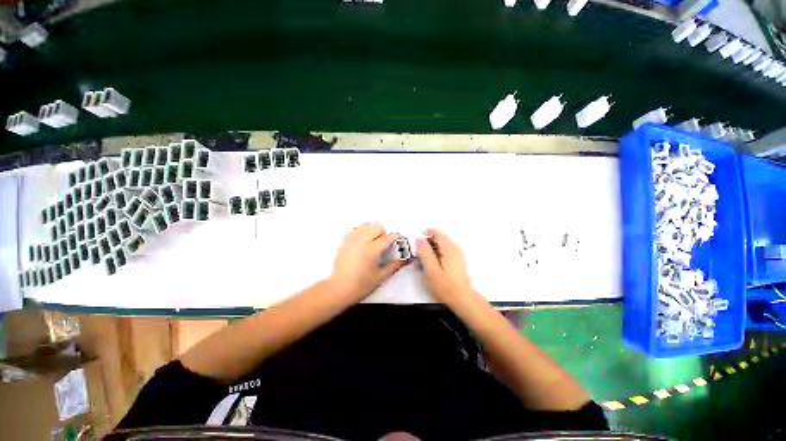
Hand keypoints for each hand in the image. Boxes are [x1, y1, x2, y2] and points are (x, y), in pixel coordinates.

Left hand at [329, 223, 406, 301]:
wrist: (339, 289)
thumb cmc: (361, 285)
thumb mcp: (381, 277)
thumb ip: (395, 265)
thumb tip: (406, 259)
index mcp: (372, 250)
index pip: (388, 237)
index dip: (397, 238)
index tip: (400, 241)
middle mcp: (361, 241)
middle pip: (377, 226)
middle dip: (384, 233)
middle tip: (384, 245)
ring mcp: (351, 240)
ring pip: (365, 225)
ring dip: (372, 231)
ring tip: (372, 242)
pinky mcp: (344, 241)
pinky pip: (355, 229)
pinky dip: (361, 232)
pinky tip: (362, 242)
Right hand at [416, 229, 482, 310]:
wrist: (462, 300)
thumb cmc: (446, 286)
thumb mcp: (431, 270)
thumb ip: (425, 253)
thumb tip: (419, 239)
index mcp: (449, 249)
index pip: (437, 233)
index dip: (426, 234)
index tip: (416, 241)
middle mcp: (455, 248)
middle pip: (440, 238)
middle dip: (428, 242)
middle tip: (418, 253)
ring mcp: (458, 255)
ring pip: (442, 245)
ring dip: (432, 249)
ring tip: (423, 260)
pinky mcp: (457, 261)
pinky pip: (445, 251)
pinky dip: (437, 254)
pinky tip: (432, 264)